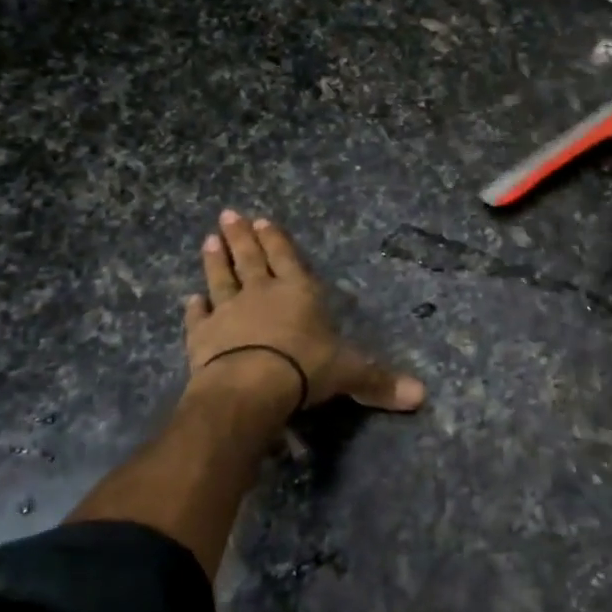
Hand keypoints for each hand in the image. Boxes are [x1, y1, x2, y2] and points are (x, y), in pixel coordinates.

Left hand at [185, 210, 424, 413]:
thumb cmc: (305, 368)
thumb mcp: (350, 373)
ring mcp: (228, 312)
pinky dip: (194, 308)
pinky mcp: (203, 337)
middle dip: (241, 236)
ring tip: (209, 240)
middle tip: (228, 214)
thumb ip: (380, 381)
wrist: (250, 386)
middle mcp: (261, 294)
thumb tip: (422, 396)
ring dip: (216, 260)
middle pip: (251, 258)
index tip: (261, 219)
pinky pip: (198, 318)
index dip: (276, 238)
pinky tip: (190, 299)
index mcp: (298, 292)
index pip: (286, 257)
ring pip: (221, 279)